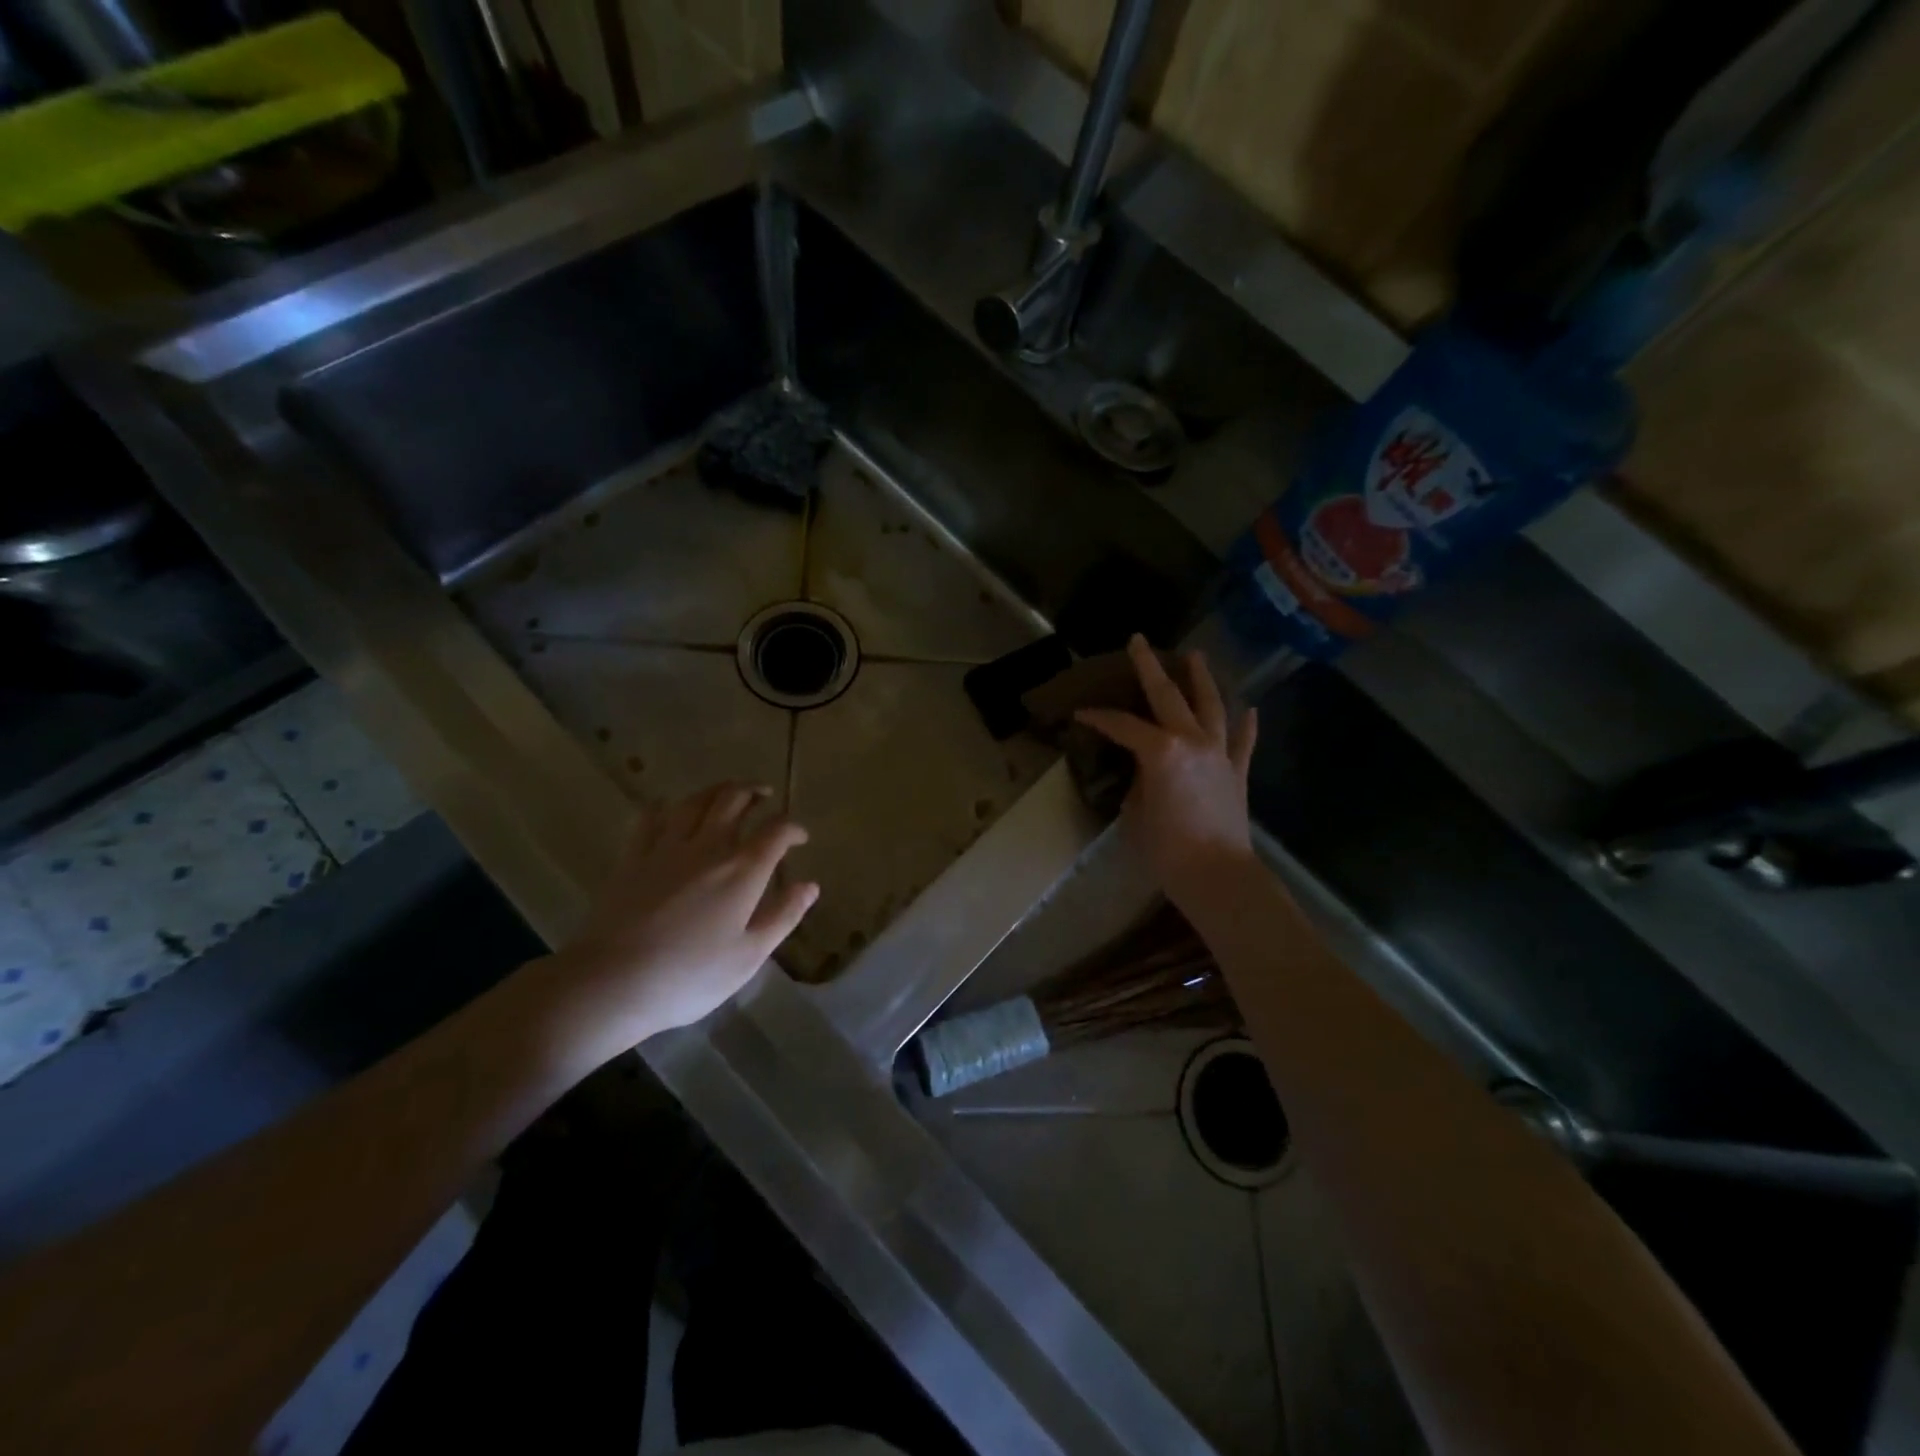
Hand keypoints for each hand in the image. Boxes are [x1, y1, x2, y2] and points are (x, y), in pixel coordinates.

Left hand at [534, 783, 818, 1060]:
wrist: (612, 982)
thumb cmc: (690, 976)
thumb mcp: (749, 956)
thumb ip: (783, 916)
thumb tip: (810, 886)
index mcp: (741, 871)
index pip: (775, 832)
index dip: (792, 828)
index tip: (801, 837)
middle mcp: (707, 847)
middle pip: (733, 801)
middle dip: (753, 792)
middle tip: (765, 795)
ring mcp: (665, 848)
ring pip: (694, 801)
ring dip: (716, 790)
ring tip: (727, 792)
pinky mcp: (632, 858)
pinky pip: (649, 818)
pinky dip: (665, 806)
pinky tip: (669, 807)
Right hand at [1075, 635, 1257, 900]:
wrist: (1217, 875)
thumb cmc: (1166, 849)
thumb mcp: (1135, 813)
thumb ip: (1138, 782)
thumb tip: (1145, 772)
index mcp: (1161, 750)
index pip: (1122, 725)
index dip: (1098, 718)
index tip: (1080, 713)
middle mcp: (1193, 740)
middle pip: (1168, 696)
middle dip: (1150, 667)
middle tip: (1140, 642)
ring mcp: (1220, 754)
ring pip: (1212, 706)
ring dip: (1202, 680)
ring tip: (1196, 657)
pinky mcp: (1238, 773)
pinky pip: (1243, 742)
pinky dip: (1245, 725)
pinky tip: (1250, 709)